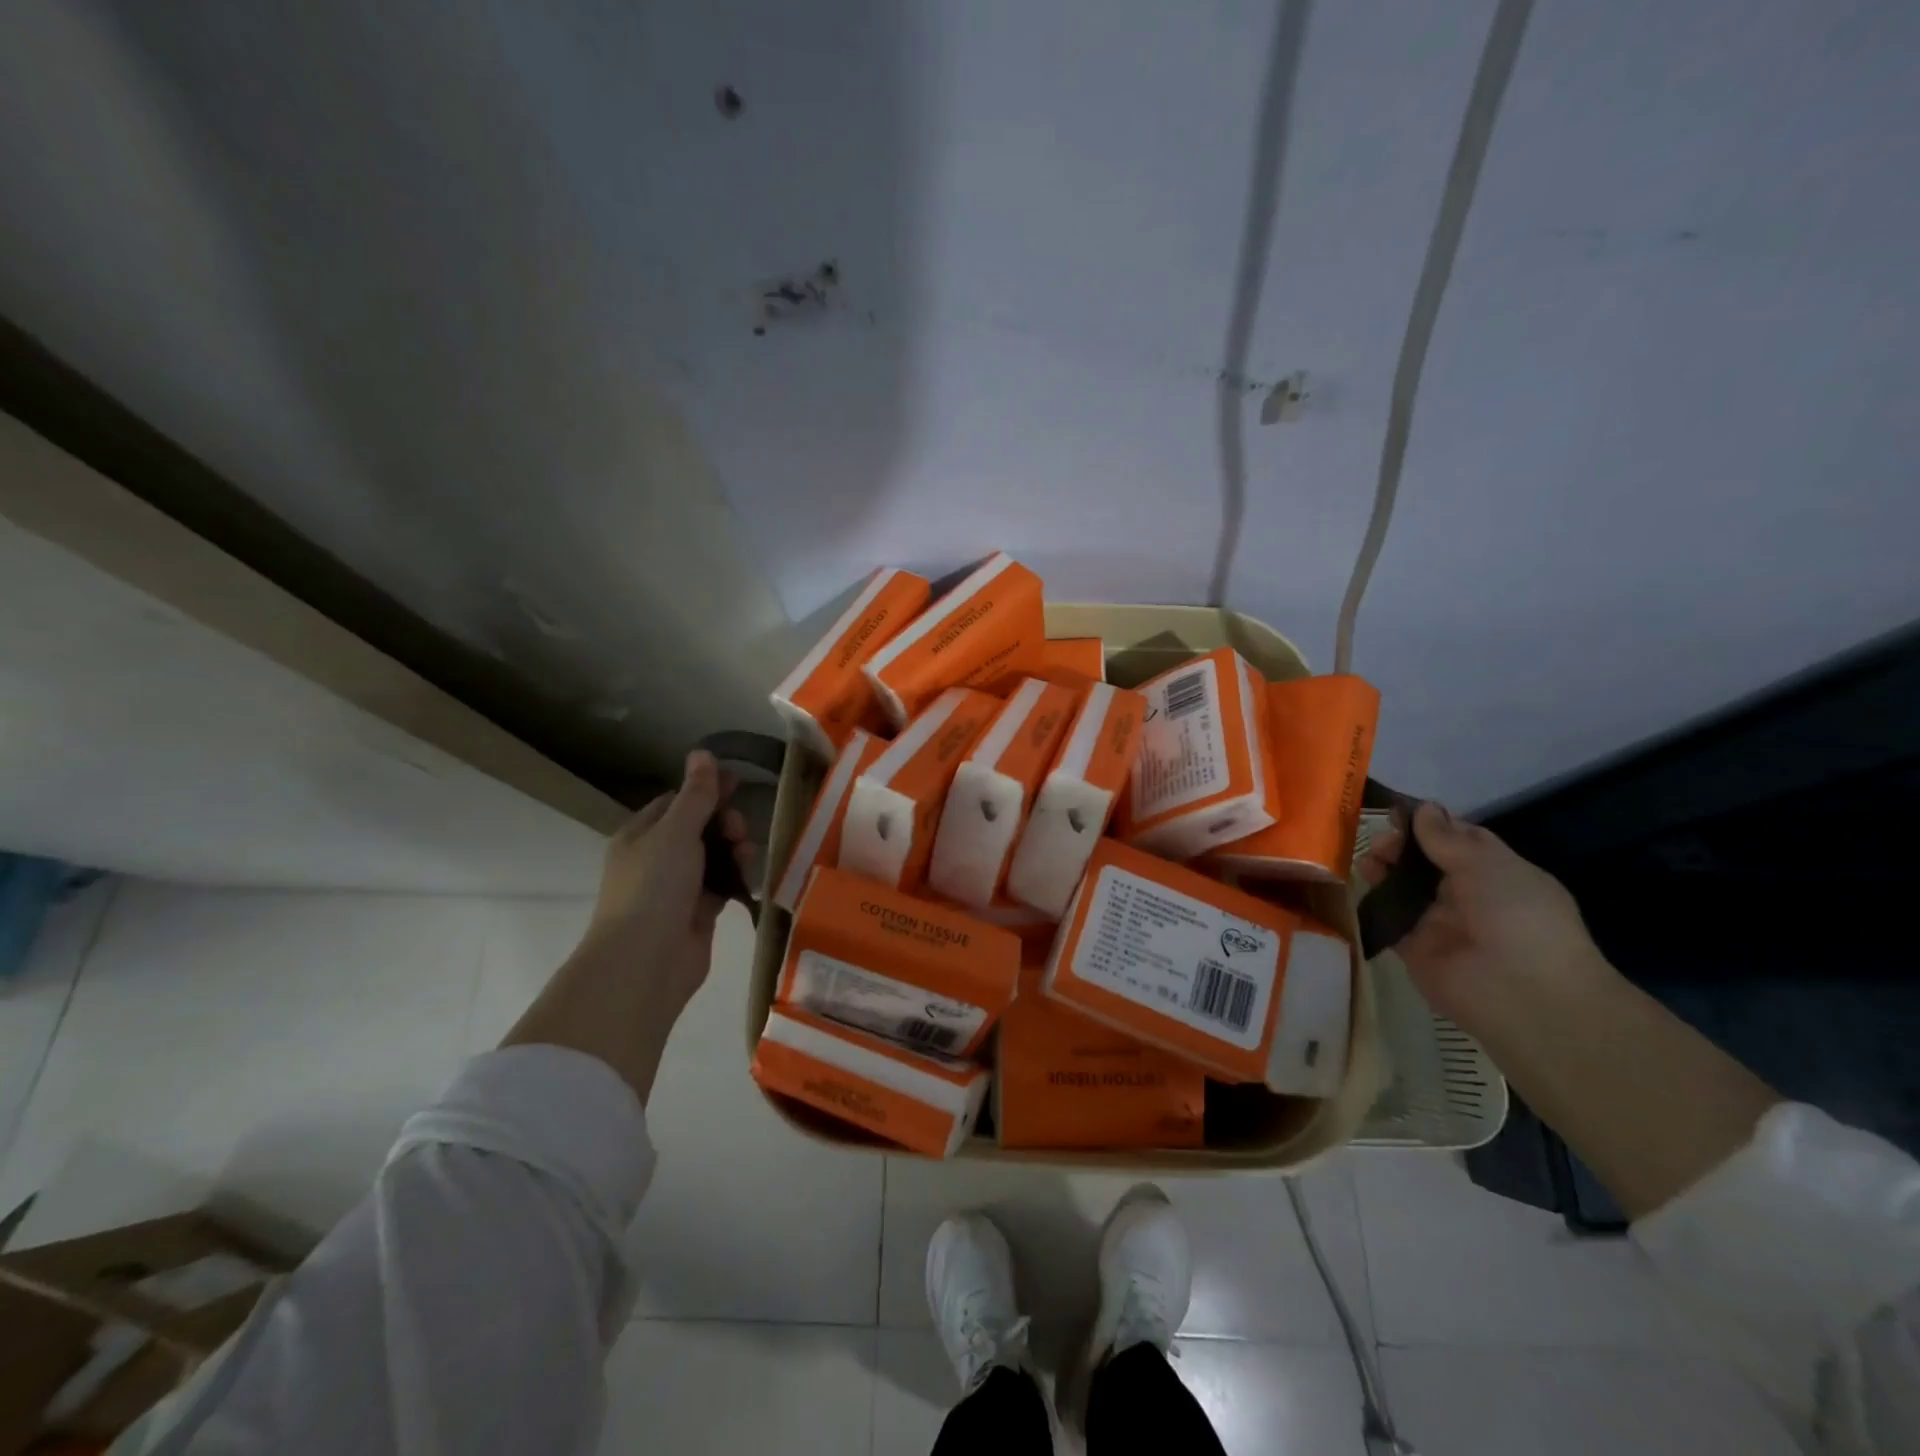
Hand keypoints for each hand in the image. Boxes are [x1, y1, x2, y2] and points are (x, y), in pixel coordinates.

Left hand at [574, 750, 755, 1016]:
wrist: (646, 961)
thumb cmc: (654, 886)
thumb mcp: (676, 831)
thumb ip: (696, 794)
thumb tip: (702, 752)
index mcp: (641, 834)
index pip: (677, 801)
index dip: (707, 790)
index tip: (739, 784)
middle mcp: (657, 858)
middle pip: (700, 828)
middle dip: (726, 823)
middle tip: (739, 831)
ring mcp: (678, 888)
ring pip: (715, 857)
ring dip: (734, 851)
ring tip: (746, 858)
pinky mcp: (698, 913)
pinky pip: (723, 886)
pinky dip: (737, 879)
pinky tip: (752, 878)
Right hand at [1358, 803, 1611, 1030]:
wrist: (1522, 993)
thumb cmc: (1518, 917)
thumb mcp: (1488, 865)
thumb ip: (1447, 838)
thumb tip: (1423, 808)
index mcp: (1496, 873)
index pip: (1458, 840)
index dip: (1429, 824)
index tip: (1396, 812)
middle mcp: (1468, 896)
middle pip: (1425, 862)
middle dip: (1400, 847)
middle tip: (1381, 843)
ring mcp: (1440, 923)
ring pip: (1403, 889)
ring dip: (1383, 870)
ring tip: (1367, 862)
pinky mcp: (1414, 949)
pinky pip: (1390, 920)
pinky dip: (1374, 903)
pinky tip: (1360, 886)